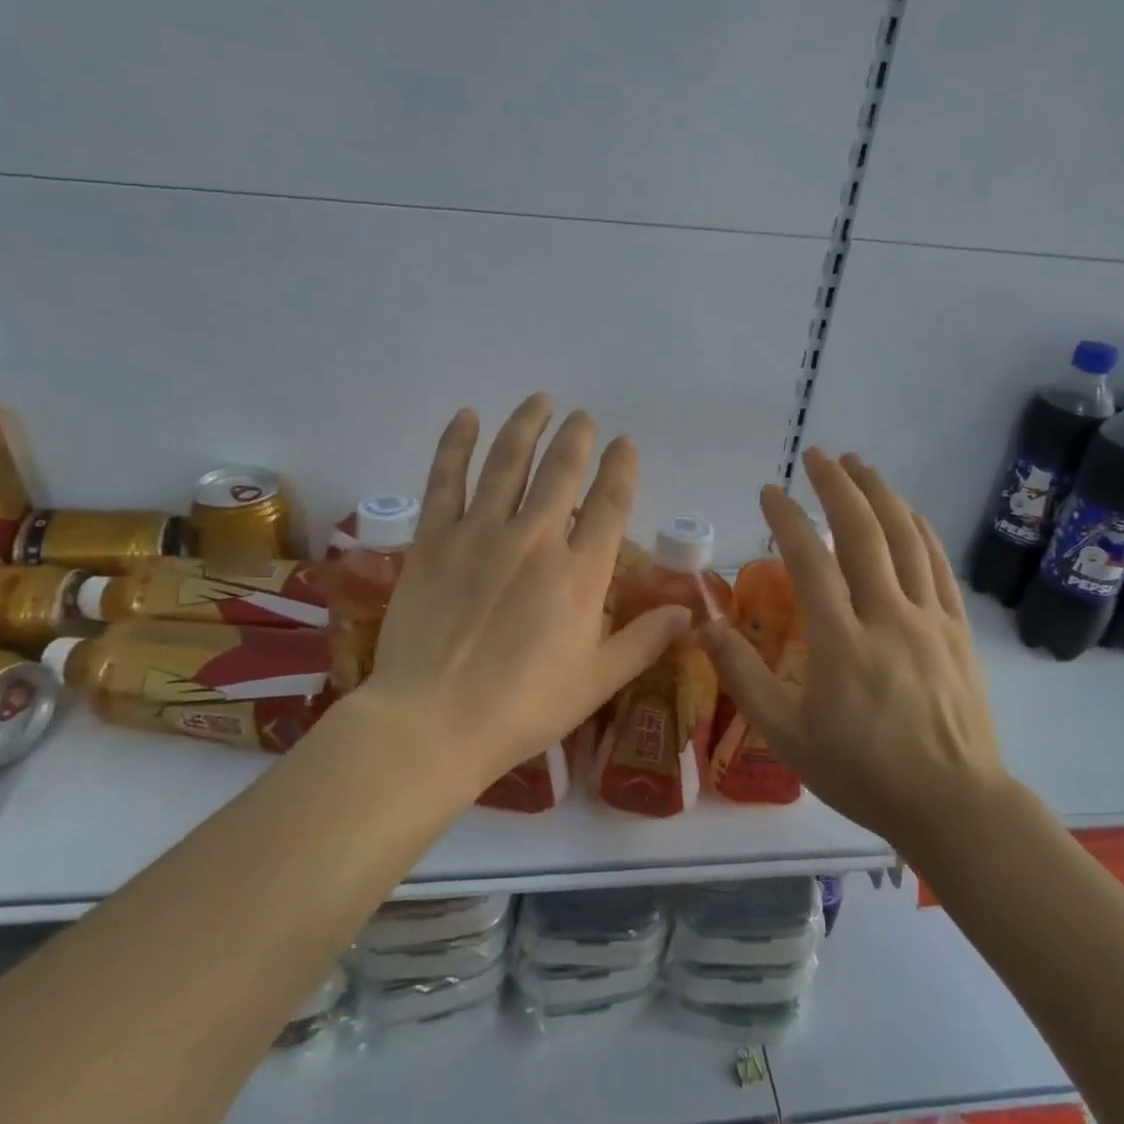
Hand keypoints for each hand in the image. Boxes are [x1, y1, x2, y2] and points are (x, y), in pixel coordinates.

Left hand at [360, 394, 691, 796]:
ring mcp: (480, 533)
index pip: (609, 504)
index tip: (625, 444)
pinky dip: (457, 444)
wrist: (434, 722)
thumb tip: (688, 613)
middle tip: (583, 418)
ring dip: (527, 425)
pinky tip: (467, 417)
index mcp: (579, 574)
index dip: (621, 469)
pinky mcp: (435, 539)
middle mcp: (535, 539)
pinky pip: (446, 478)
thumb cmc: (523, 708)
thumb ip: (643, 641)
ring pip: (508, 462)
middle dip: (577, 438)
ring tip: (540, 401)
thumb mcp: (596, 681)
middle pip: (561, 471)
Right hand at [701, 448, 1006, 847]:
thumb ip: (742, 677)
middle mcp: (887, 617)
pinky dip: (921, 530)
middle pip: (863, 534)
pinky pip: (939, 567)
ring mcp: (929, 620)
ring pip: (906, 540)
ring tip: (860, 465)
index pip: (810, 560)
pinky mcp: (957, 631)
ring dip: (881, 495)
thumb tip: (705, 626)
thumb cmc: (862, 773)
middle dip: (837, 486)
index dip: (787, 519)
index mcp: (841, 642)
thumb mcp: (786, 735)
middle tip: (817, 455)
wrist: (953, 805)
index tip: (769, 491)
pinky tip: (909, 512)